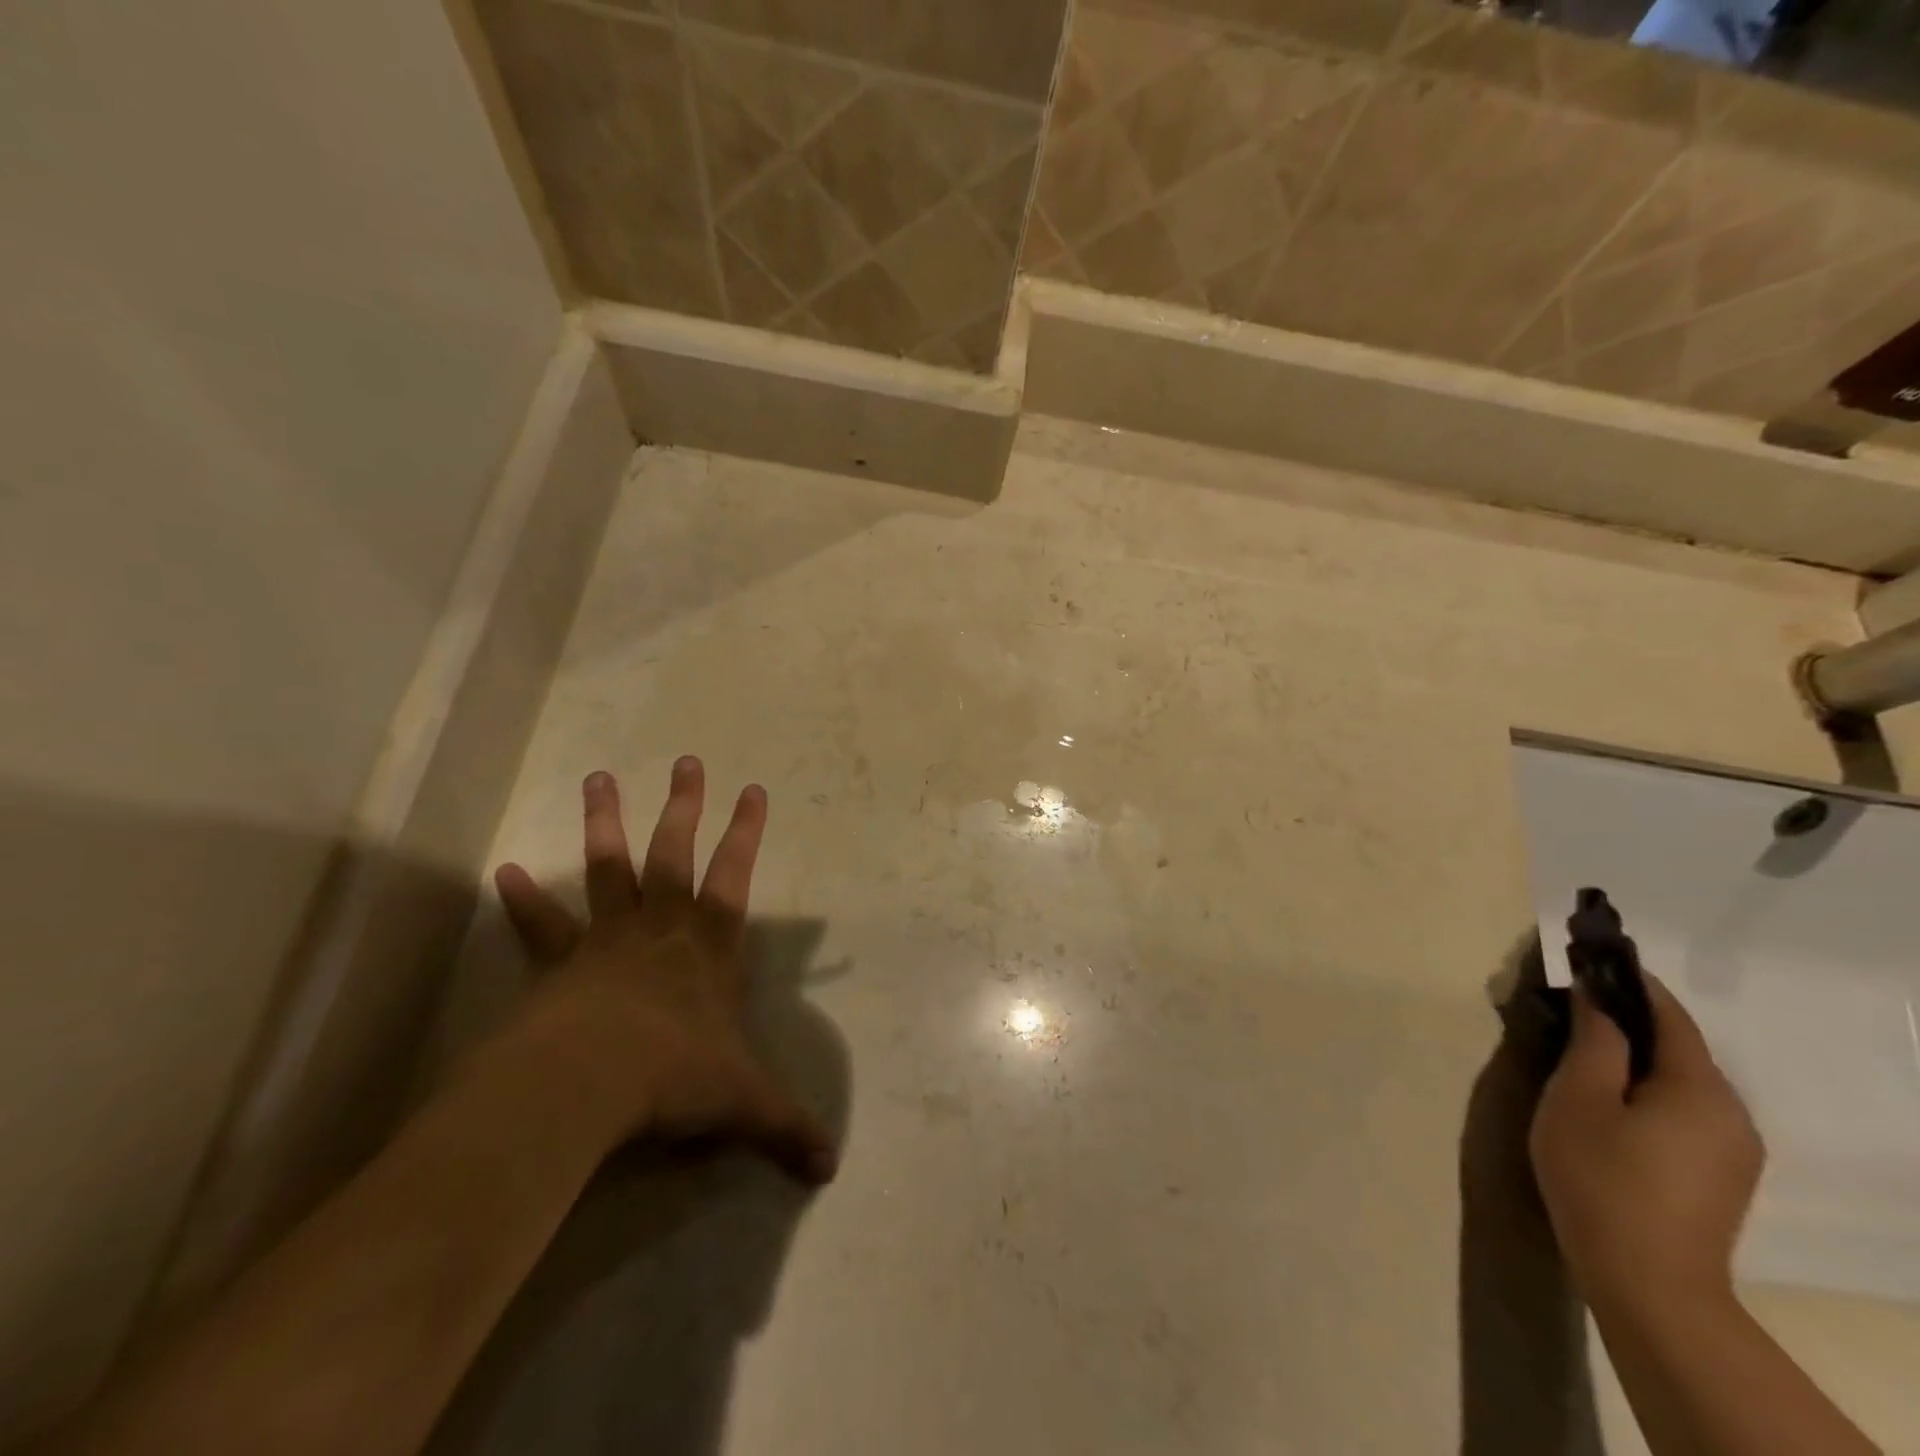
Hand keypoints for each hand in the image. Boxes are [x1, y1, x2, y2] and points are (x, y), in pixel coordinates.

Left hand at [491, 758, 837, 1184]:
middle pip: (673, 853)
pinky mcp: (561, 963)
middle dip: (684, 806)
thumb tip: (831, 1169)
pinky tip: (504, 869)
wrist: (591, 1082)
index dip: (746, 832)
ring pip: (610, 868)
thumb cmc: (677, 1077)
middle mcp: (662, 928)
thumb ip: (786, 1128)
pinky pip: (543, 924)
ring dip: (606, 822)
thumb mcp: (744, 1104)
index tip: (753, 789)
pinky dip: (525, 898)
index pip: (736, 876)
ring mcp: (608, 939)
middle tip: (685, 760)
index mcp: (709, 947)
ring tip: (598, 777)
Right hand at [1530, 974, 1761, 1316]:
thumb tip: (1599, 996)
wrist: (1648, 1282)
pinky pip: (1684, 1110)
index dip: (1629, 980)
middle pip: (1678, 1047)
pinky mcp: (1722, 1175)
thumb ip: (1596, 1041)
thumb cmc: (1601, 1175)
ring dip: (1635, 1057)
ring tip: (1580, 1050)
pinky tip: (1608, 1101)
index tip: (1589, 954)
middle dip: (1627, 1020)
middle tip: (1569, 1004)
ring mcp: (1733, 1149)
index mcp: (1700, 1088)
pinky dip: (1646, 1089)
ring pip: (1679, 1081)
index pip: (1668, 1014)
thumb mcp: (1580, 1097)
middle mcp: (1732, 1112)